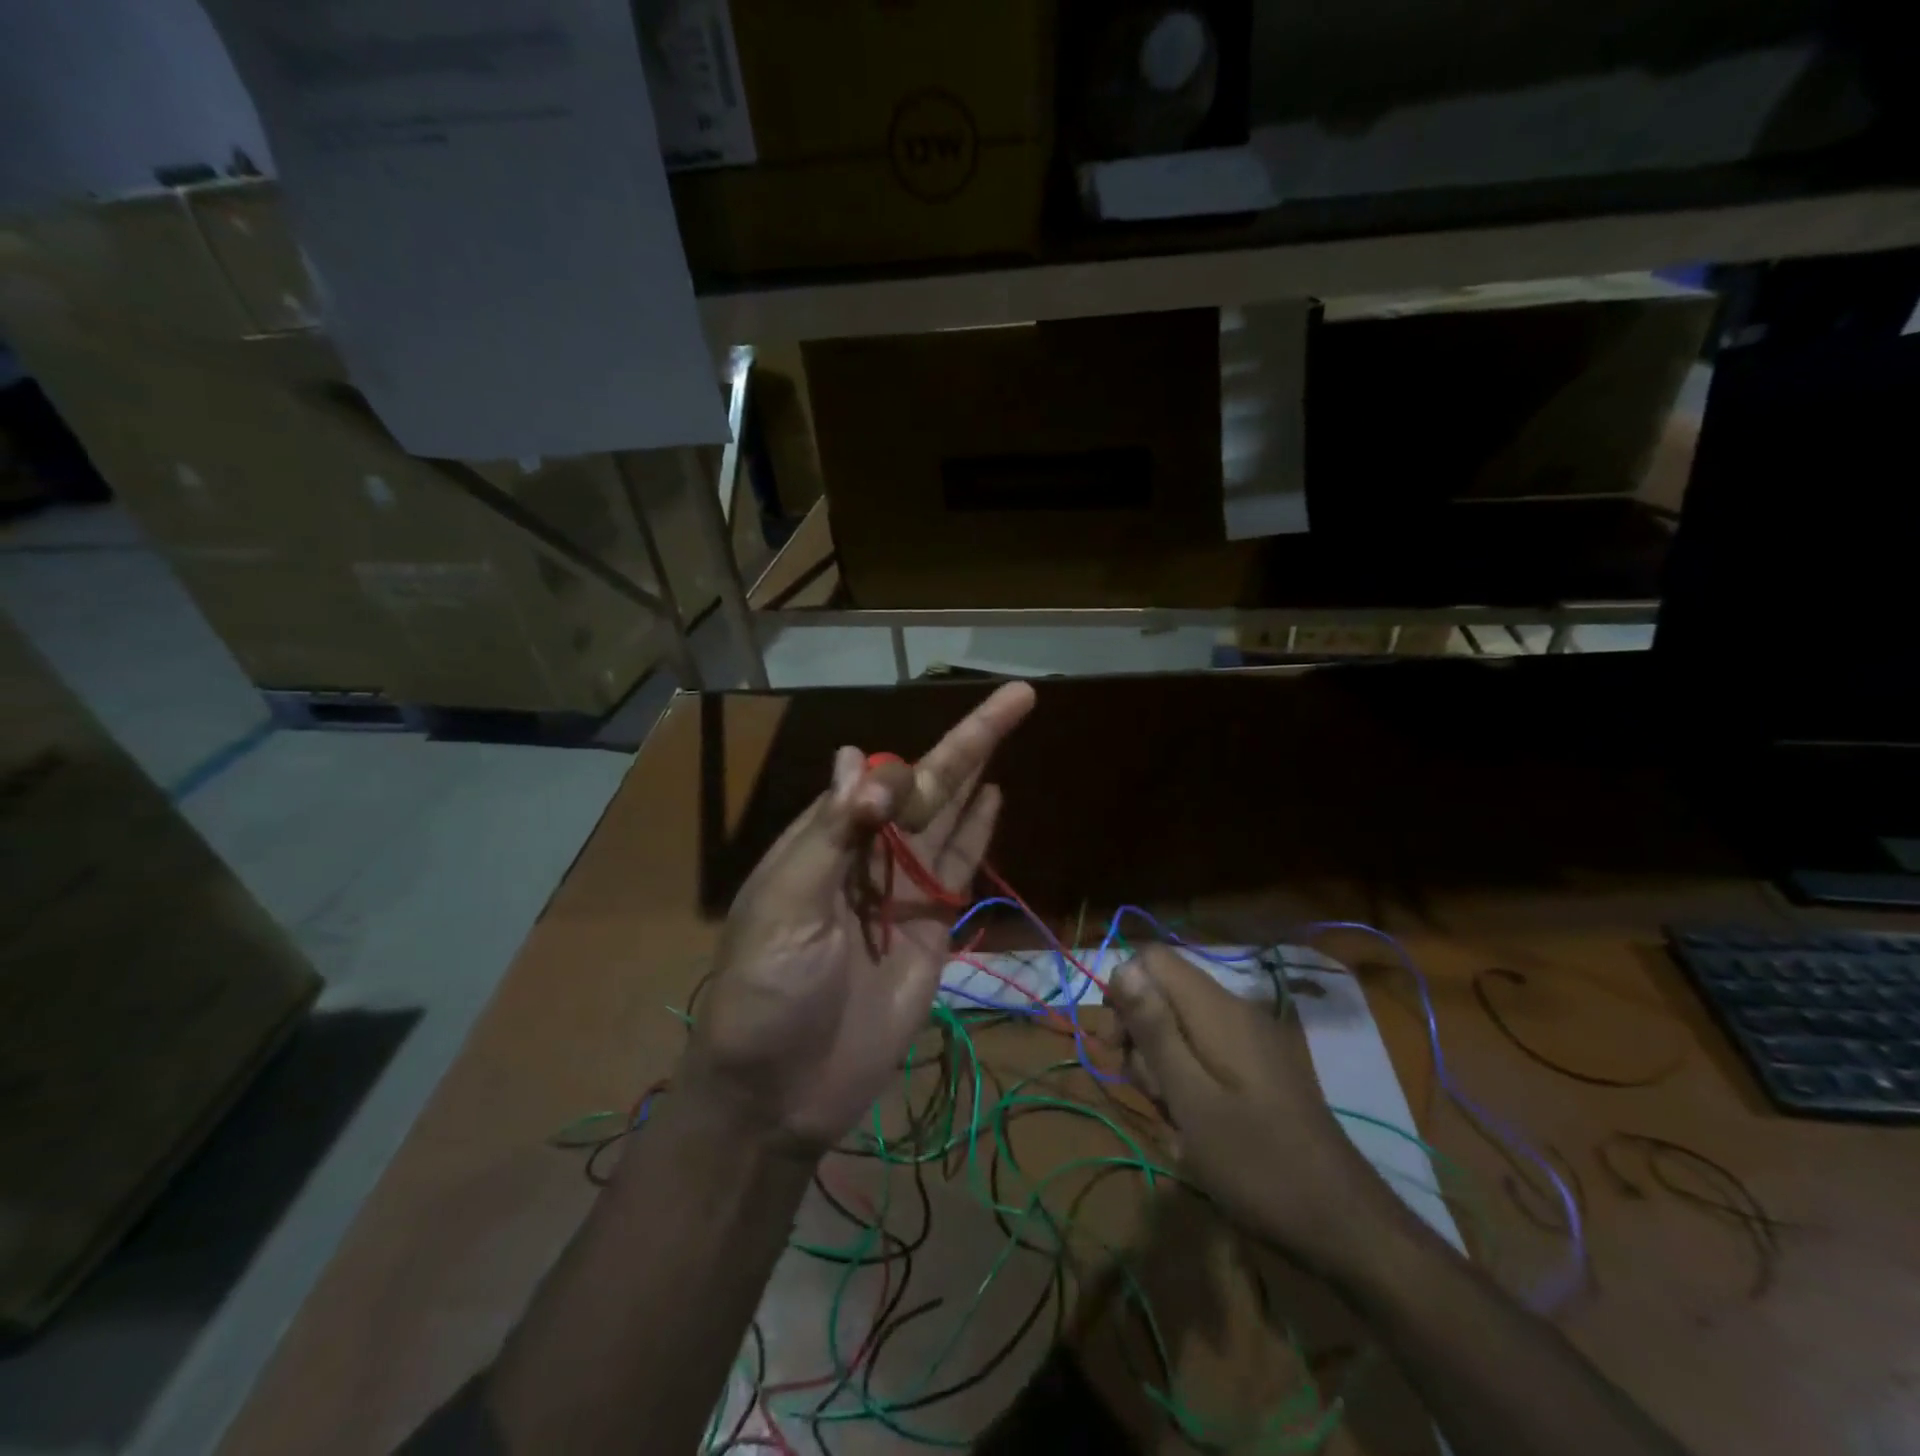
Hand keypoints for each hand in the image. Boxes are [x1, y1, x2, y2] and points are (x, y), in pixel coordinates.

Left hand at [681, 682, 1036, 1155]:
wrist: (779, 1091)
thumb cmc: (766, 992)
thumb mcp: (786, 906)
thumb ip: (833, 834)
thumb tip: (864, 762)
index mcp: (825, 841)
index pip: (875, 778)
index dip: (907, 758)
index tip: (930, 754)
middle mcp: (868, 855)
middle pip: (926, 789)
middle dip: (970, 743)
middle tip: (1019, 696)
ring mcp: (902, 892)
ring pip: (948, 821)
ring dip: (978, 776)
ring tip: (1009, 728)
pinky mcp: (930, 929)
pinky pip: (957, 871)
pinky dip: (976, 833)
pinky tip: (994, 797)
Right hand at [1109, 945, 1391, 1268]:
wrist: (1347, 1226)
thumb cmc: (1257, 1163)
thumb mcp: (1191, 1099)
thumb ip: (1155, 1030)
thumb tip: (1122, 967)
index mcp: (1217, 1009)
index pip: (1152, 959)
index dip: (1124, 991)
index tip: (1117, 1045)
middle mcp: (1235, 1011)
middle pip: (1164, 994)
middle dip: (1141, 1037)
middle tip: (1147, 1093)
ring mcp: (1253, 1040)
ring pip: (1182, 1028)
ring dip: (1164, 1067)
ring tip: (1176, 1121)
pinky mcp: (1262, 1068)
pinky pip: (1208, 1053)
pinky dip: (1190, 1081)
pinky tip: (1197, 1127)